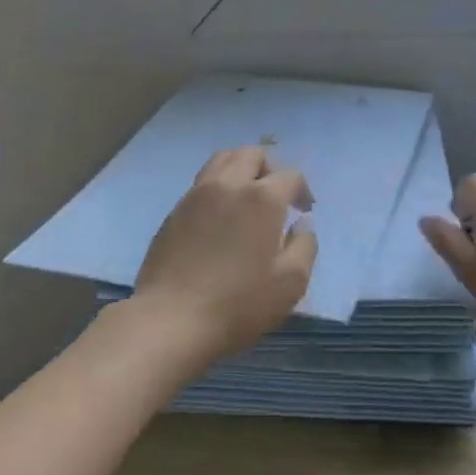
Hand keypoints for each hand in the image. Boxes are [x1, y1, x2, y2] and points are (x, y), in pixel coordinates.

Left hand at [133, 146, 317, 367]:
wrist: (170, 320)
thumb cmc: (238, 303)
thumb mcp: (290, 283)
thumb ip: (305, 246)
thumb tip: (301, 224)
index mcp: (261, 198)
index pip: (289, 175)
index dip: (302, 190)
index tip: (303, 211)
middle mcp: (228, 185)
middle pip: (252, 154)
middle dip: (270, 169)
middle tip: (276, 197)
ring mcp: (196, 195)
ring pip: (222, 160)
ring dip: (241, 170)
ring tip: (247, 198)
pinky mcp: (174, 211)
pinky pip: (201, 183)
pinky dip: (218, 187)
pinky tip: (220, 217)